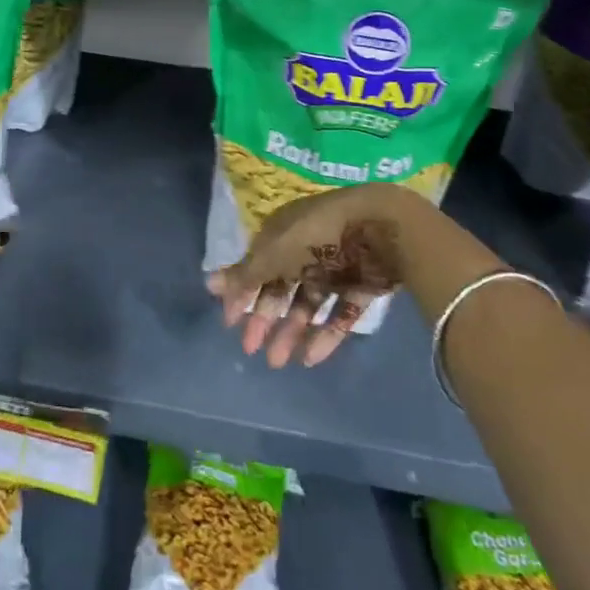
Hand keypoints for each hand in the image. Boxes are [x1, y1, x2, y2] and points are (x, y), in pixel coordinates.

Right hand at [205, 184, 421, 367]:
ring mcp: (336, 268)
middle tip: (252, 350)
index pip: (257, 266)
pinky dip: (325, 335)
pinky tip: (310, 358)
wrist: (382, 227)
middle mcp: (307, 249)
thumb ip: (246, 273)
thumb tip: (208, 284)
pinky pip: (339, 313)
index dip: (242, 293)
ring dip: (291, 331)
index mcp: (283, 234)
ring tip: (279, 361)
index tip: (229, 323)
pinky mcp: (362, 285)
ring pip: (308, 304)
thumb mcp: (275, 253)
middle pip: (281, 287)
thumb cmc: (319, 234)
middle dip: (265, 318)